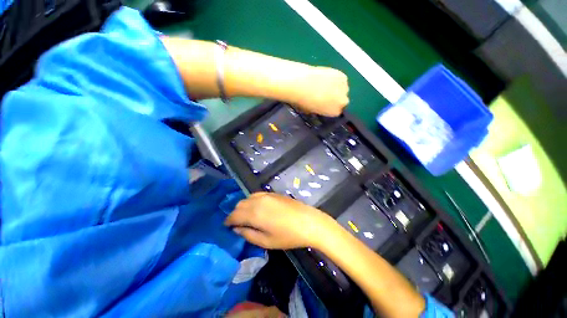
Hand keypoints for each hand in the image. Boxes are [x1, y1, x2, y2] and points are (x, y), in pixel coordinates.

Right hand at [225, 192, 332, 249]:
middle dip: (235, 213)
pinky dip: (252, 200)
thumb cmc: (287, 235)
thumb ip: (248, 234)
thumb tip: (236, 229)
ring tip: (246, 216)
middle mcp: (258, 201)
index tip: (227, 226)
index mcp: (254, 213)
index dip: (228, 221)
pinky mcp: (273, 193)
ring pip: (248, 198)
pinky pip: (257, 194)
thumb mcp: (266, 241)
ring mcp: (266, 195)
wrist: (308, 222)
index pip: (234, 215)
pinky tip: (257, 207)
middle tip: (237, 223)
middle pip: (240, 204)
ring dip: (243, 206)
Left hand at [293, 67, 348, 116]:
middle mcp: (342, 102)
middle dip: (335, 98)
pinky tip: (326, 77)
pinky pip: (341, 78)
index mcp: (335, 112)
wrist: (301, 84)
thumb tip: (320, 105)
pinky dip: (335, 78)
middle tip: (325, 94)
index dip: (331, 106)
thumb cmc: (303, 101)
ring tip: (324, 84)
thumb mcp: (312, 110)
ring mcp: (344, 88)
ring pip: (343, 88)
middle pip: (342, 100)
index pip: (337, 111)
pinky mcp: (342, 75)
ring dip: (336, 87)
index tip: (325, 103)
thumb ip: (320, 109)